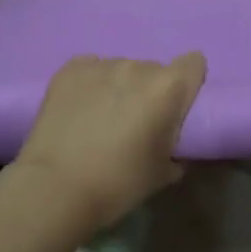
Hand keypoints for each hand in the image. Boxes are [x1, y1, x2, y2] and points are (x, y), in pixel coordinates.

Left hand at [13, 53, 206, 230]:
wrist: (56, 187)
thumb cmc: (118, 183)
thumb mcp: (163, 174)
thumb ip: (177, 149)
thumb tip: (173, 145)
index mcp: (167, 88)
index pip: (194, 63)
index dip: (189, 82)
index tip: (177, 106)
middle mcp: (137, 67)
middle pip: (154, 70)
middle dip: (150, 91)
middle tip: (135, 122)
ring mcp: (101, 64)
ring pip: (121, 70)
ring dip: (119, 88)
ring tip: (101, 119)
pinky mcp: (70, 68)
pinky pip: (91, 70)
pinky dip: (91, 86)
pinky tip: (79, 110)